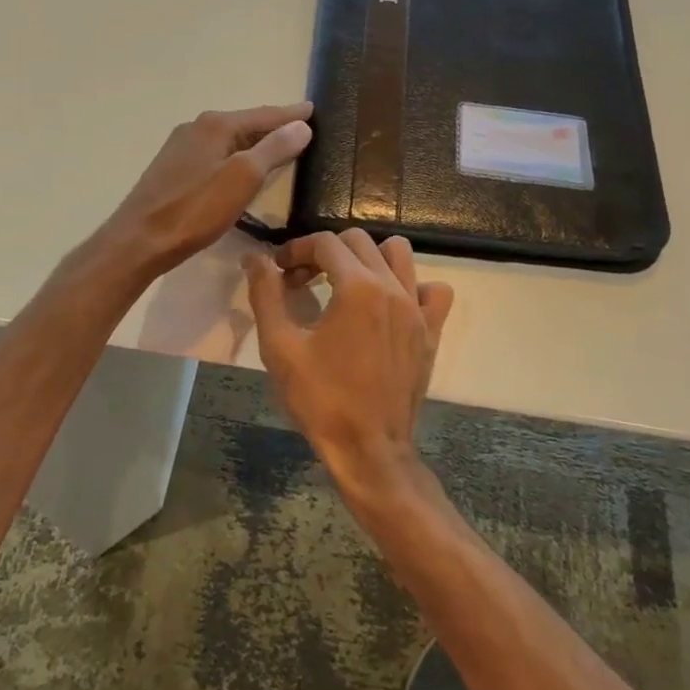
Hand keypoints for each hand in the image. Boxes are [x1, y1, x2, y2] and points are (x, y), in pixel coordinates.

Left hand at [99, 103, 313, 278]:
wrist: (139, 240)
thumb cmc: (195, 209)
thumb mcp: (243, 178)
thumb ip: (274, 149)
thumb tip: (302, 126)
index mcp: (216, 125)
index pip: (264, 115)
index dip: (291, 114)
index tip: (314, 110)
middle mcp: (197, 128)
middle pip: (245, 124)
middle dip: (273, 126)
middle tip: (302, 129)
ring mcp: (181, 148)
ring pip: (229, 139)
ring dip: (254, 142)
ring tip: (278, 147)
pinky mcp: (173, 170)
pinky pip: (215, 154)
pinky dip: (236, 156)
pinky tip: (241, 168)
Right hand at [244, 230, 454, 503]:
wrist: (368, 448)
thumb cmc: (320, 399)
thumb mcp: (280, 347)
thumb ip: (266, 294)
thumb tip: (255, 258)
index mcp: (357, 287)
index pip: (325, 243)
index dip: (296, 250)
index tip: (278, 270)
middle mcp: (392, 287)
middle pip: (358, 242)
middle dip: (325, 252)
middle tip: (302, 281)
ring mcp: (418, 309)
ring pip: (399, 254)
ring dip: (368, 258)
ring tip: (346, 283)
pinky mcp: (432, 331)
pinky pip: (434, 291)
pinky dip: (413, 286)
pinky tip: (390, 305)